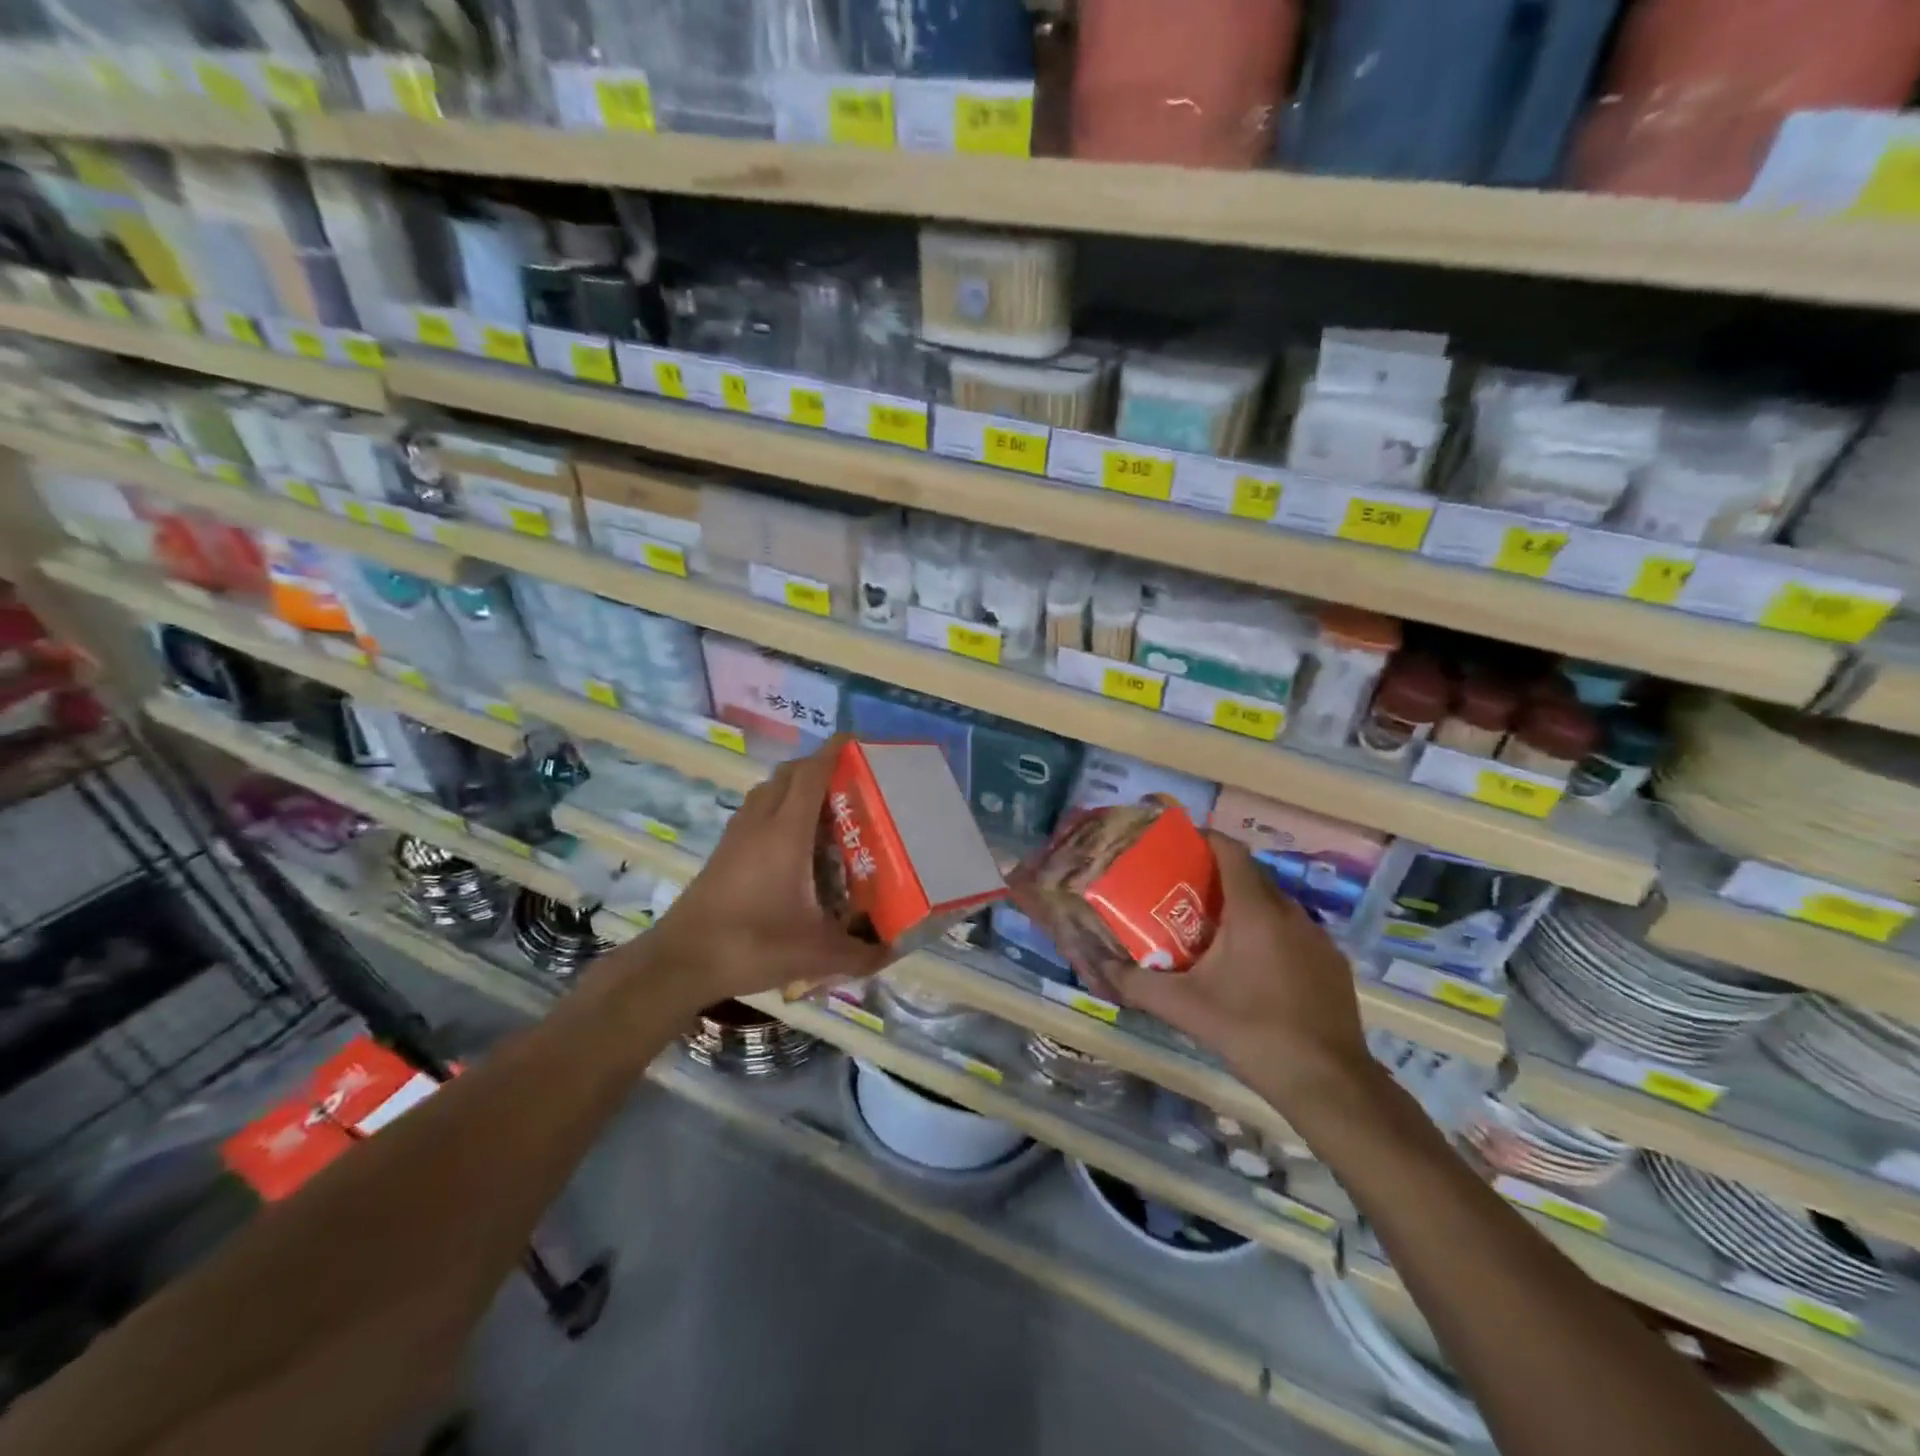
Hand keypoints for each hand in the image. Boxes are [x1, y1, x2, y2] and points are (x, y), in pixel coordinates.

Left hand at [647, 737, 888, 1004]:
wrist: (682, 961)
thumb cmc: (752, 944)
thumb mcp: (815, 953)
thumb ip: (860, 953)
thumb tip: (893, 952)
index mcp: (786, 833)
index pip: (811, 774)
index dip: (834, 752)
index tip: (857, 741)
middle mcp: (760, 823)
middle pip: (788, 774)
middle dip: (818, 766)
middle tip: (851, 781)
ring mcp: (736, 836)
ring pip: (767, 790)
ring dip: (795, 786)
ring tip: (826, 808)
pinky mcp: (723, 852)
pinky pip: (755, 812)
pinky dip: (777, 808)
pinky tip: (792, 841)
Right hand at [1102, 833, 1373, 1113]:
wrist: (1327, 1082)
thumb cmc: (1251, 1031)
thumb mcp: (1184, 1007)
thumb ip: (1137, 983)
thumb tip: (1101, 967)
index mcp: (1254, 911)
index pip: (1230, 850)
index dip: (1203, 840)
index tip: (1177, 847)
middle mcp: (1290, 912)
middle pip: (1250, 876)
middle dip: (1216, 877)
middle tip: (1182, 894)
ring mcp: (1317, 938)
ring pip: (1273, 905)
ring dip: (1243, 908)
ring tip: (1212, 930)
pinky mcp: (1333, 964)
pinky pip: (1293, 932)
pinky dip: (1269, 934)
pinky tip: (1252, 968)